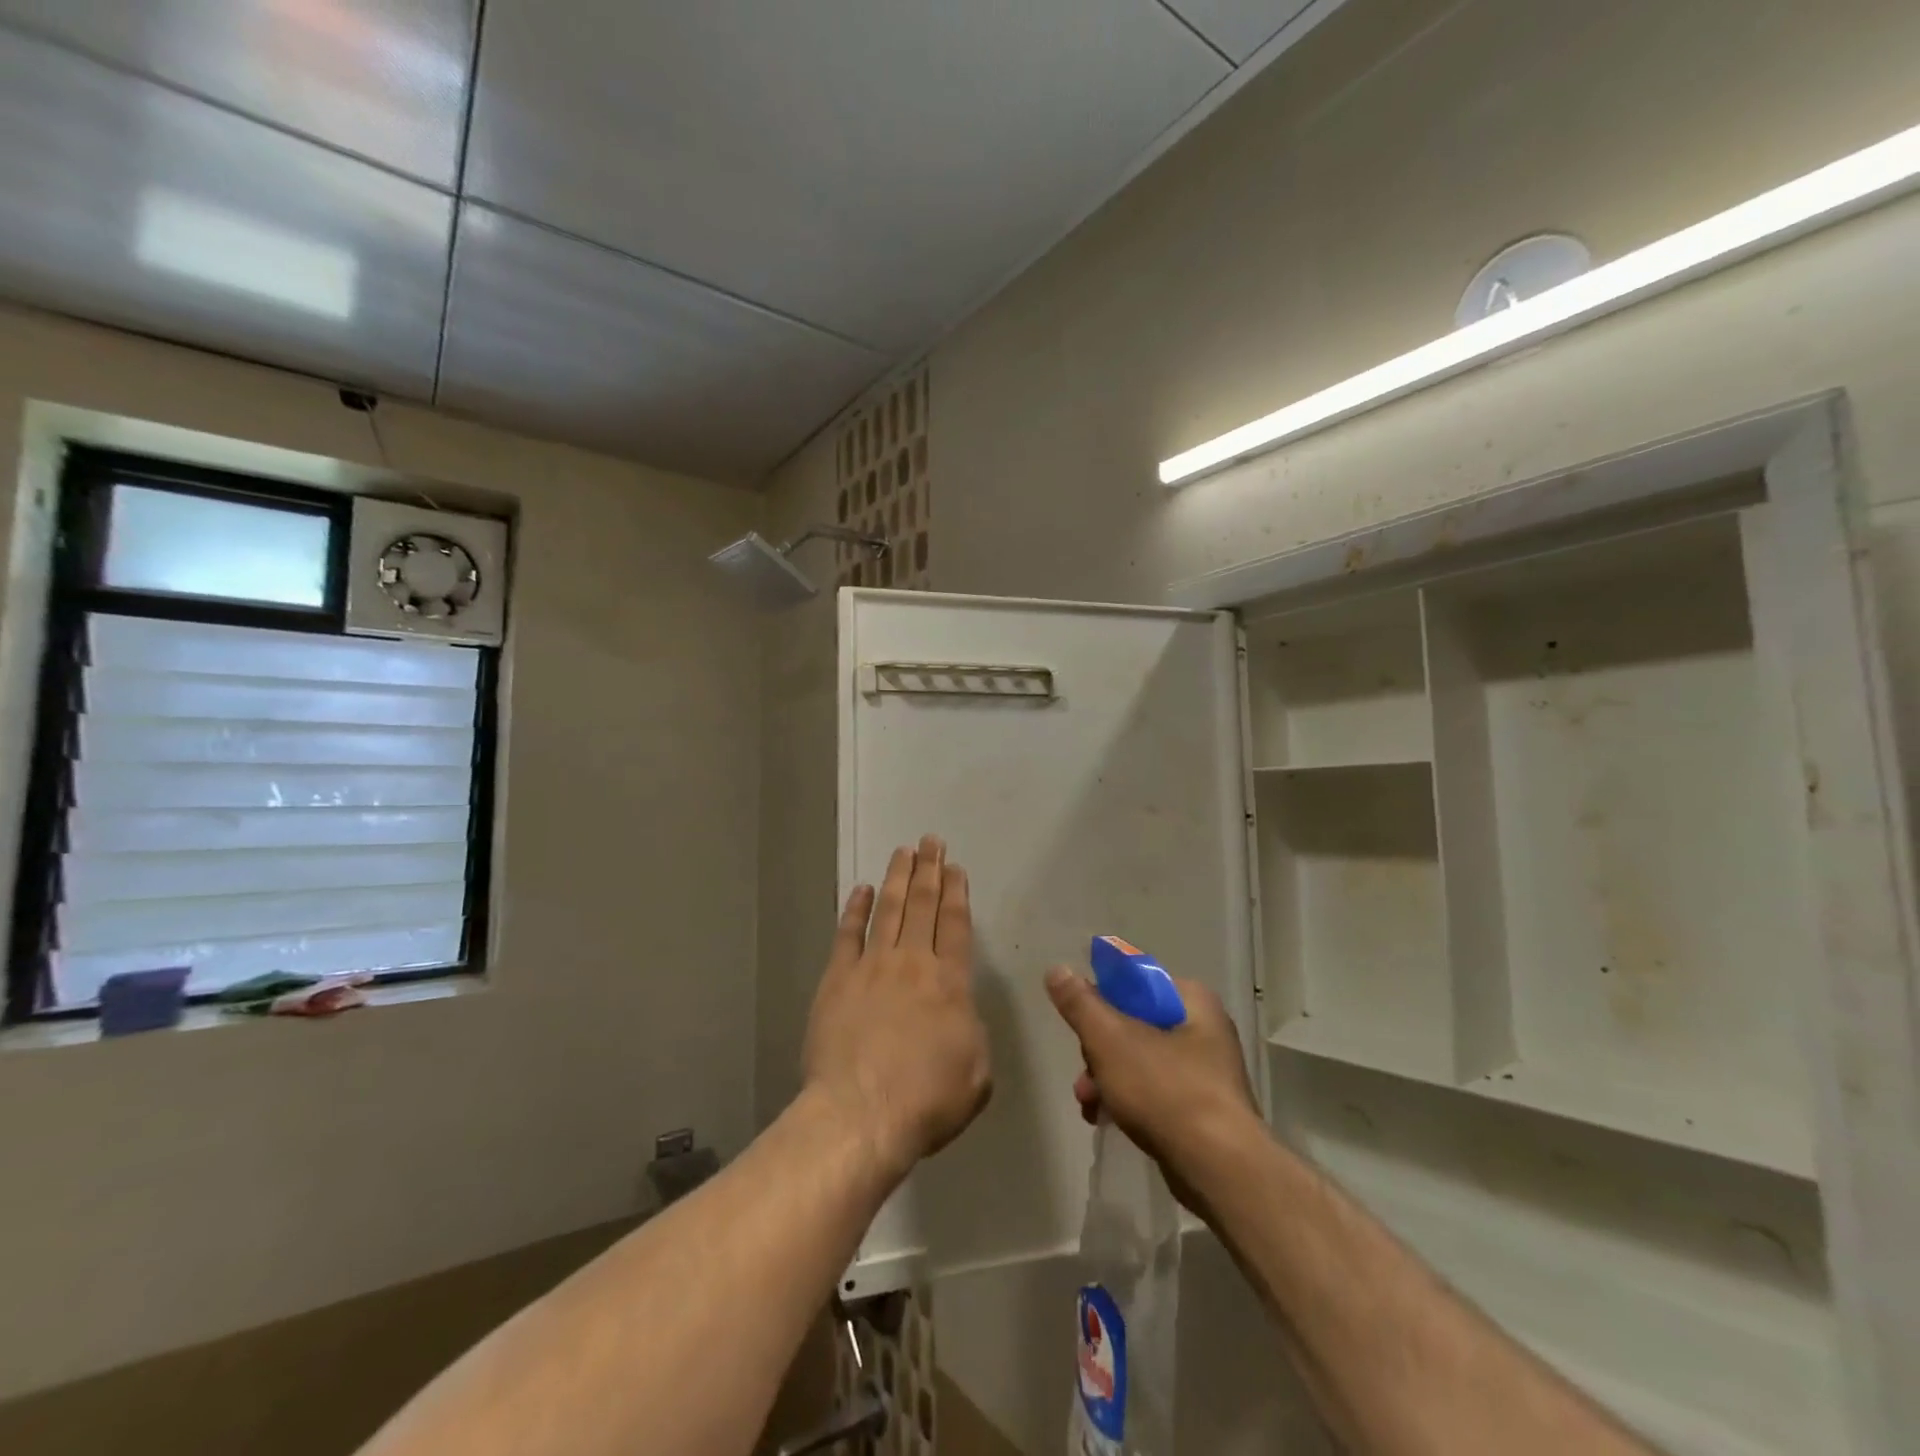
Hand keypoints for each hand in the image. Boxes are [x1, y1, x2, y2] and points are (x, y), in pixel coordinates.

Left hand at [803, 836, 990, 1184]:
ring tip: (903, 851)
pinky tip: (862, 890)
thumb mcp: (977, 1074)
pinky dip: (856, 909)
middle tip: (930, 841)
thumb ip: (973, 1034)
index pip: (957, 925)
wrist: (861, 1114)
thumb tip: (960, 1015)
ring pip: (888, 909)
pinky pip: (848, 934)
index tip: (955, 867)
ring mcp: (872, 966)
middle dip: (929, 870)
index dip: (957, 892)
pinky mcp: (837, 979)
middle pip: (923, 905)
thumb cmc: (927, 1100)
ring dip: (897, 877)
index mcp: (951, 982)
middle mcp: (913, 962)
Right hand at [1045, 966, 1261, 1201]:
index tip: (1081, 1024)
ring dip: (1107, 1078)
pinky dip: (1129, 1101)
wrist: (1219, 1170)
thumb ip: (1081, 1003)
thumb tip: (1057, 970)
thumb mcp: (1110, 1039)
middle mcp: (1205, 1028)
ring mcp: (1207, 1072)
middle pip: (1134, 1023)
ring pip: (1141, 1060)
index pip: (1136, 982)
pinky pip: (1156, 1092)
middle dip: (1099, 1050)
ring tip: (1087, 1103)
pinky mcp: (1203, 1110)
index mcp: (1191, 1000)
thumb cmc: (1166, 1090)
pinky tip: (1105, 1120)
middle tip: (1084, 1073)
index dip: (1102, 998)